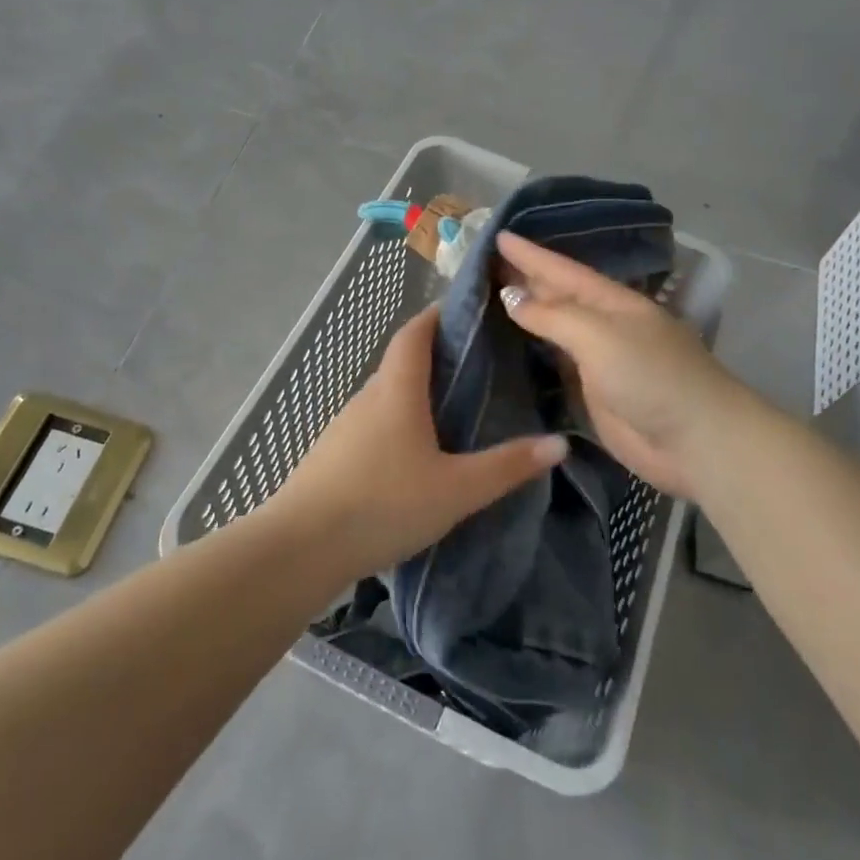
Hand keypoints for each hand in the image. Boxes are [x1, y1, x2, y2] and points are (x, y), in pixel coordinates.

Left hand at [267, 305, 567, 580]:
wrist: (300, 548)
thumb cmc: (383, 504)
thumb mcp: (456, 490)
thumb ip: (507, 467)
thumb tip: (559, 443)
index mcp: (397, 390)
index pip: (414, 333)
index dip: (436, 315)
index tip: (466, 311)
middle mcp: (368, 397)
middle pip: (401, 362)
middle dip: (435, 356)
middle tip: (476, 365)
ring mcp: (344, 426)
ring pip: (386, 396)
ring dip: (415, 392)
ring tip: (452, 408)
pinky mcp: (332, 454)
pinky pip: (372, 424)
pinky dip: (397, 422)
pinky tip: (414, 452)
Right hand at [495, 230, 756, 500]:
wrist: (695, 442)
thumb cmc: (651, 376)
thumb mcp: (600, 335)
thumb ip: (553, 315)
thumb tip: (511, 296)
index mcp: (612, 302)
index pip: (562, 270)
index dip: (530, 255)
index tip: (498, 236)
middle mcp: (604, 325)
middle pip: (558, 296)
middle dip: (525, 279)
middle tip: (484, 264)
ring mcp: (599, 360)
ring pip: (554, 330)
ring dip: (526, 314)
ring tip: (488, 298)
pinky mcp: (593, 393)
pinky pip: (555, 365)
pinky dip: (532, 352)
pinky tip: (510, 345)